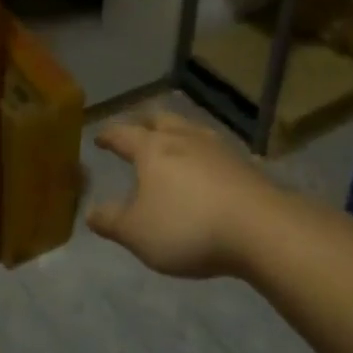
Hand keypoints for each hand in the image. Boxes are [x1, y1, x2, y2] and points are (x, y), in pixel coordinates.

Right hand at [87, 110, 286, 277]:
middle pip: (160, 119)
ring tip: (172, 143)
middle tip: (136, 130)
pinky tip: (205, 167)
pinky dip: (202, 154)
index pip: (122, 134)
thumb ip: (111, 221)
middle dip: (144, 123)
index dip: (108, 135)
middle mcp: (183, 138)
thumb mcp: (137, 233)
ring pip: (190, 129)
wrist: (261, 229)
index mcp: (151, 149)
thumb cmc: (188, 227)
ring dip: (176, 133)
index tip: (99, 137)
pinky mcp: (244, 164)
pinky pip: (214, 150)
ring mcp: (217, 148)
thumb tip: (90, 212)